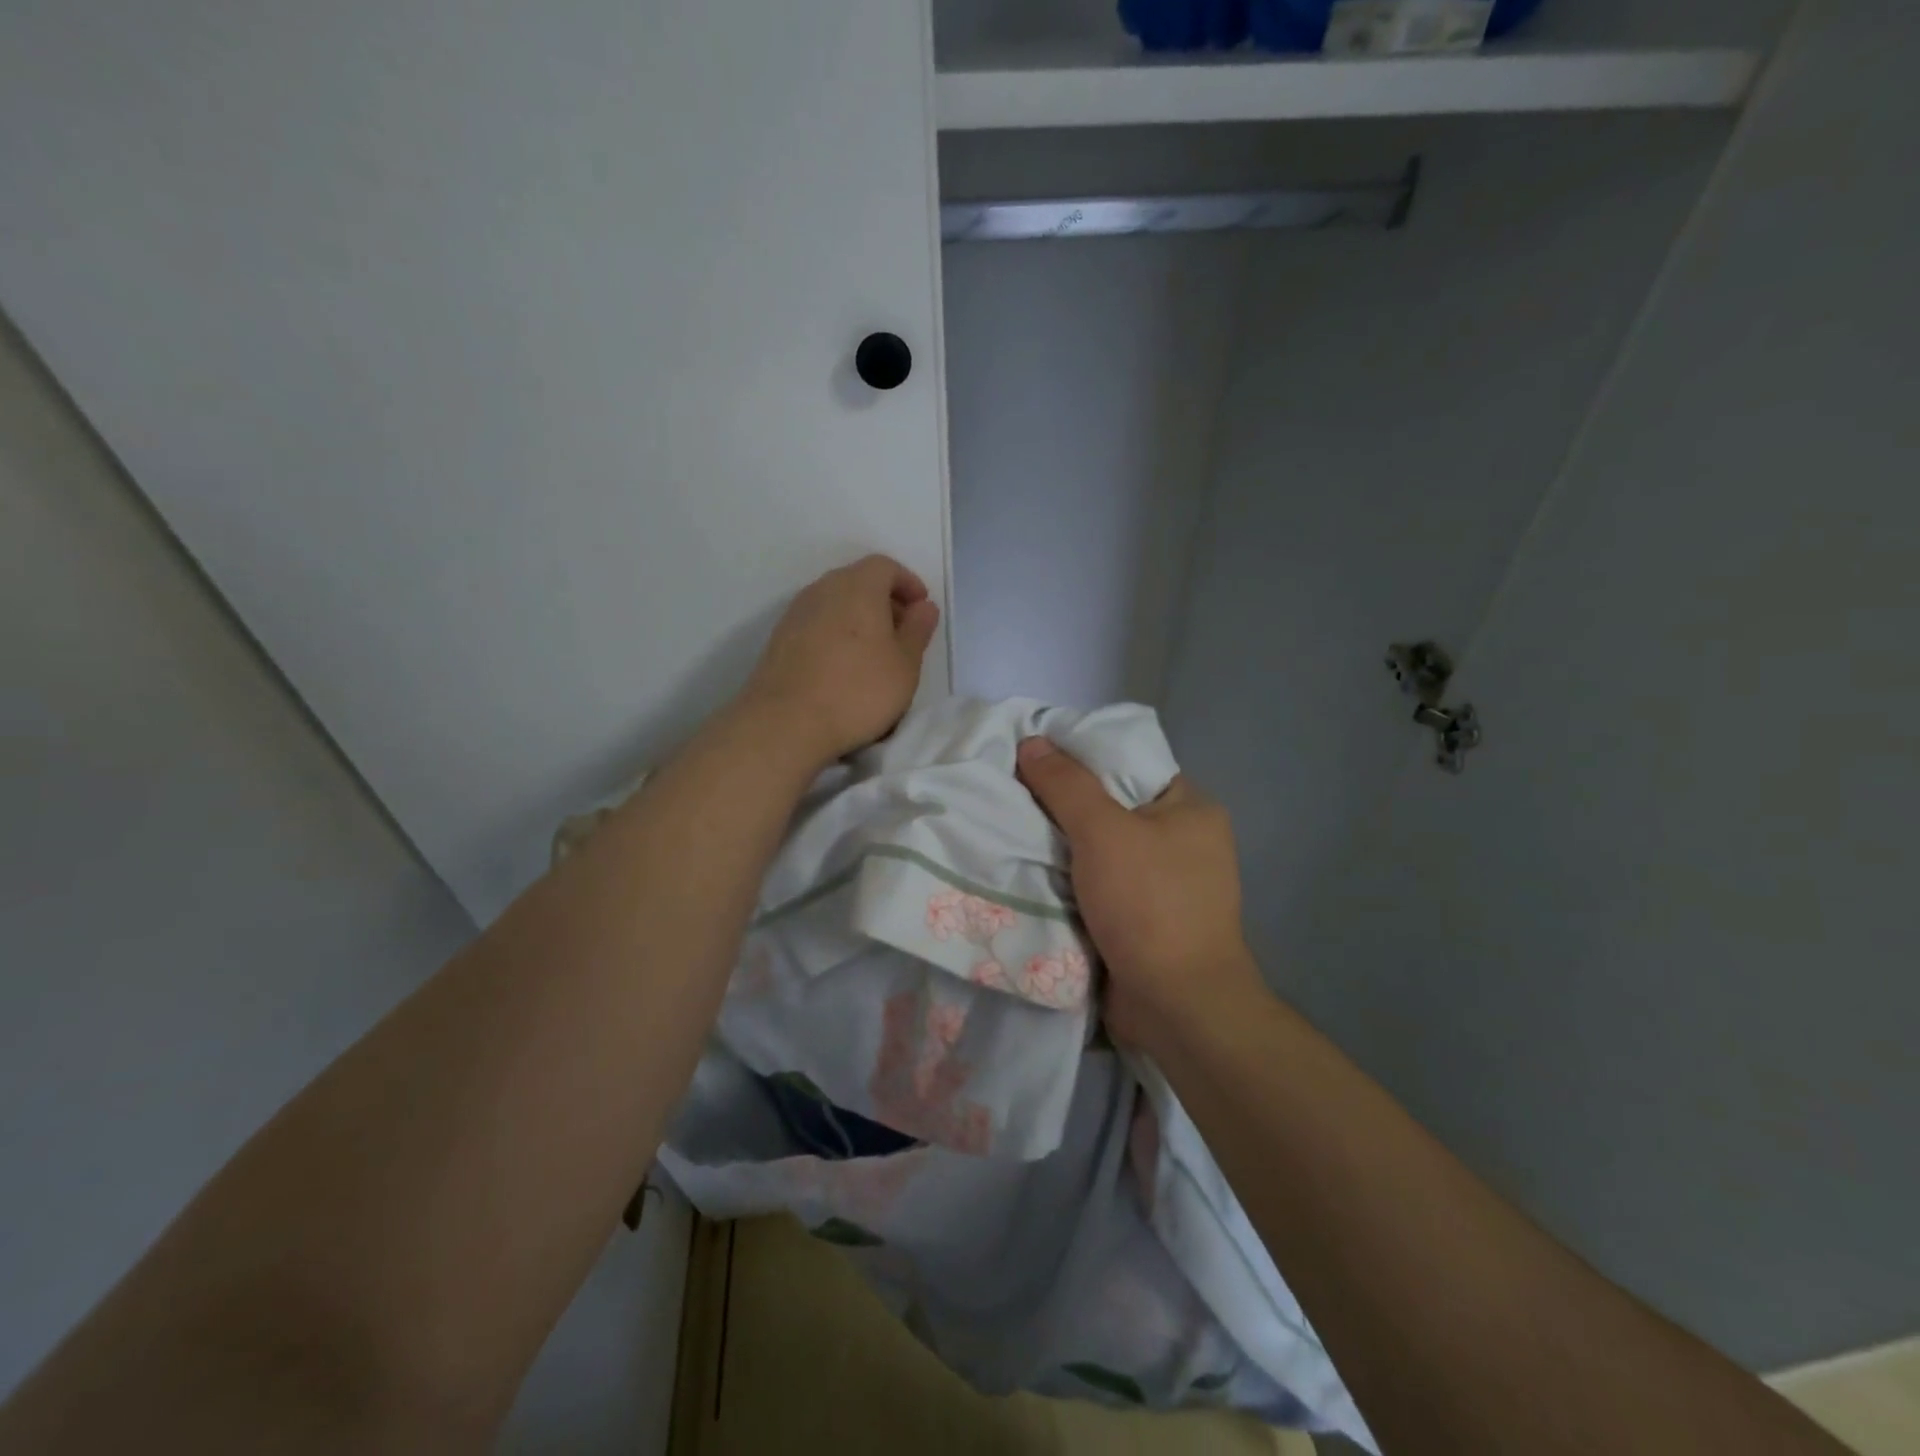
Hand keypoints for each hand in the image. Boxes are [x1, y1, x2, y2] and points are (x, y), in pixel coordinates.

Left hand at [739, 554, 940, 767]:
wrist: (785, 722)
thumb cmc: (858, 690)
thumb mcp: (905, 664)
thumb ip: (918, 630)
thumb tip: (924, 607)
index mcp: (858, 586)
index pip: (885, 566)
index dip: (908, 583)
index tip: (922, 609)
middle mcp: (823, 589)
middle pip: (858, 581)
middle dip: (884, 601)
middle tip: (902, 633)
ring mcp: (796, 612)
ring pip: (835, 603)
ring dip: (858, 619)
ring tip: (874, 654)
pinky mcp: (779, 638)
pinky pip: (817, 624)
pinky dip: (836, 634)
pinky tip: (843, 666)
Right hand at [1016, 737, 1265, 1050]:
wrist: (1176, 1006)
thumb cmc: (1149, 905)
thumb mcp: (1103, 831)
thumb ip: (1066, 784)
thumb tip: (1031, 742)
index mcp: (1190, 807)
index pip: (1129, 762)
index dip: (1080, 755)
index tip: (1032, 756)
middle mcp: (1183, 840)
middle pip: (1111, 805)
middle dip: (1062, 805)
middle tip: (1013, 792)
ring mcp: (1165, 884)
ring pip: (1100, 849)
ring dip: (1060, 847)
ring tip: (1010, 827)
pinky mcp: (1144, 919)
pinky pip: (1098, 885)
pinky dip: (1069, 881)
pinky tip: (1029, 871)